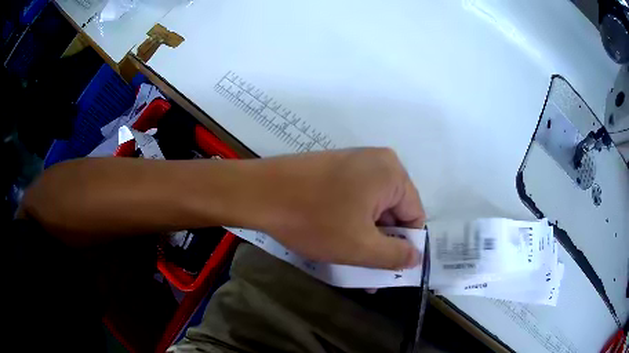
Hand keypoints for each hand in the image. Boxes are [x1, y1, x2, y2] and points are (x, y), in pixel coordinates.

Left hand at [248, 148, 424, 269]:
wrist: (259, 193)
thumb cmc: (313, 219)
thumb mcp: (360, 246)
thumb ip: (395, 256)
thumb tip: (416, 257)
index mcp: (392, 173)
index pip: (415, 216)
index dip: (405, 246)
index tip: (388, 269)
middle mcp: (377, 162)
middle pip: (393, 212)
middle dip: (383, 244)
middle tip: (368, 273)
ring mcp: (353, 163)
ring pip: (372, 209)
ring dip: (366, 237)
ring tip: (352, 263)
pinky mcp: (334, 168)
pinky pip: (354, 200)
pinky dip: (351, 223)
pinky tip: (338, 241)